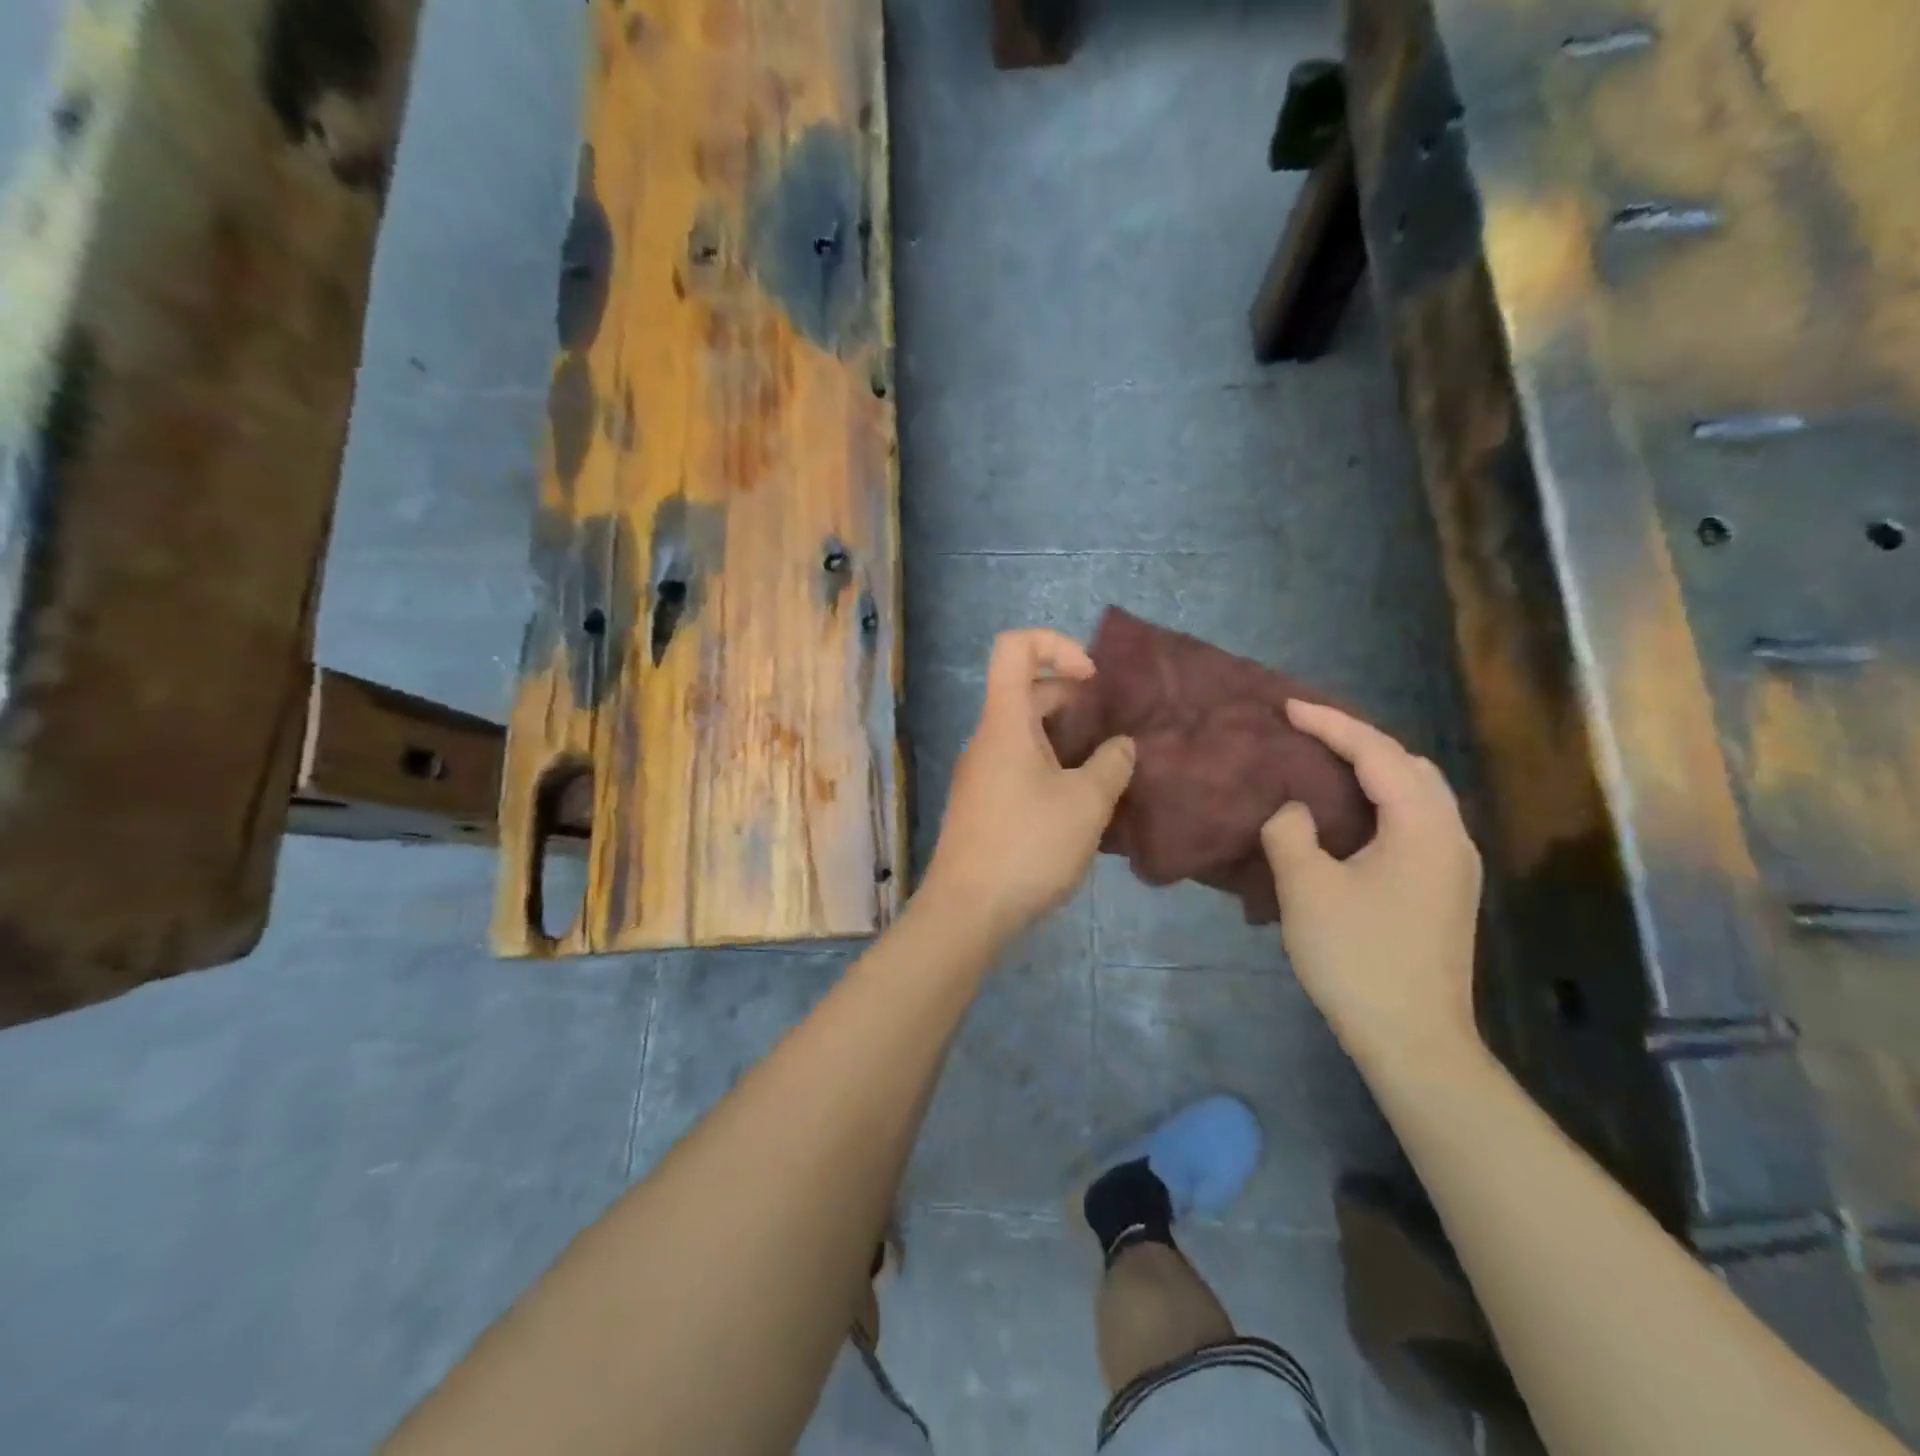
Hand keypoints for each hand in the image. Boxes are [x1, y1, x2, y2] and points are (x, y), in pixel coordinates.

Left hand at [923, 630, 1135, 941]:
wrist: (967, 911)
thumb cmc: (1027, 846)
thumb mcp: (1086, 804)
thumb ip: (1112, 765)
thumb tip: (1121, 747)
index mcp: (1005, 722)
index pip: (1014, 647)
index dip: (1056, 646)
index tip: (1091, 681)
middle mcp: (987, 739)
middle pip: (1026, 692)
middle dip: (1073, 700)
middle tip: (1111, 733)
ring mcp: (980, 773)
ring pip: (1025, 733)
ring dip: (1066, 740)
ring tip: (1105, 771)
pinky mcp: (982, 804)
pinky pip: (1018, 766)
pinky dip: (1050, 767)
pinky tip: (1078, 805)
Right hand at [1260, 700, 1482, 1071]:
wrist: (1414, 1039)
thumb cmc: (1358, 958)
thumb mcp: (1307, 889)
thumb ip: (1291, 833)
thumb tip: (1295, 811)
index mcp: (1423, 827)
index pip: (1378, 754)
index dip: (1331, 724)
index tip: (1288, 708)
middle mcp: (1450, 836)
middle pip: (1410, 766)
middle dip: (1359, 741)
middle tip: (1308, 735)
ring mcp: (1454, 866)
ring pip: (1418, 794)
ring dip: (1374, 771)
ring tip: (1325, 766)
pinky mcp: (1445, 890)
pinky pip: (1415, 821)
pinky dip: (1382, 802)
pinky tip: (1350, 818)